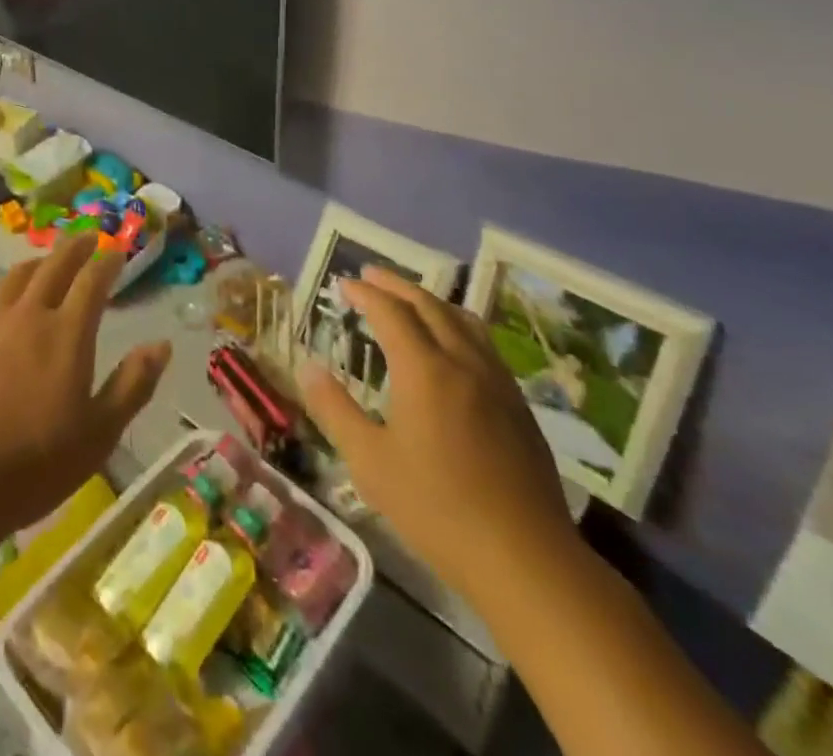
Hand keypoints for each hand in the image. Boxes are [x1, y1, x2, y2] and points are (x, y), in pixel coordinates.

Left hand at [0, 235, 171, 557]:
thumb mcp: (100, 433)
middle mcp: (29, 314)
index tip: (119, 252)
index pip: (92, 280)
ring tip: (51, 261)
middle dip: (76, 247)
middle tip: (89, 239)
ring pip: (19, 275)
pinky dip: (9, 287)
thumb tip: (162, 344)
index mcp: (67, 332)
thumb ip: (133, 384)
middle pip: (55, 265)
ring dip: (41, 262)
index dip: (108, 261)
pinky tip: (8, 297)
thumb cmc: (37, 463)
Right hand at [298, 267, 574, 601]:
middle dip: (395, 285)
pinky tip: (453, 345)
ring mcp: (496, 380)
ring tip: (410, 299)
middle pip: (428, 304)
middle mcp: (462, 361)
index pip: (390, 311)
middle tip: (370, 275)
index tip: (343, 283)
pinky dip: (457, 324)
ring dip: (430, 300)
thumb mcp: (370, 462)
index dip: (365, 293)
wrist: (524, 558)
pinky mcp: (518, 404)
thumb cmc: (436, 508)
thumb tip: (307, 368)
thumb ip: (335, 409)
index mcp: (424, 369)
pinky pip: (483, 342)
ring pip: (462, 319)